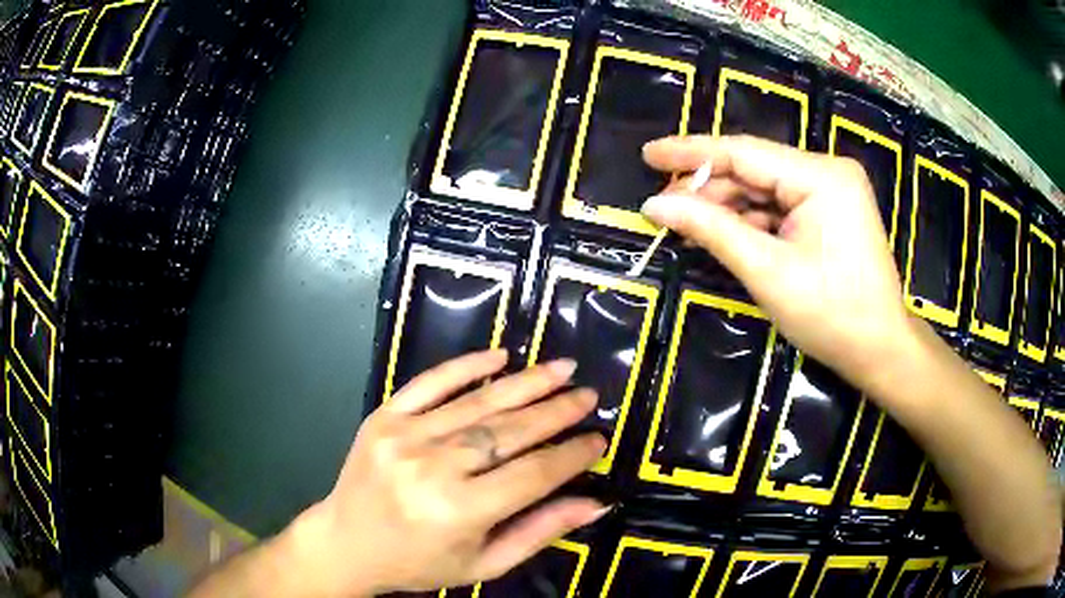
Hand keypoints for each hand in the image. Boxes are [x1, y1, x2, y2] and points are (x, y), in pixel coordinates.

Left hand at [288, 350, 606, 595]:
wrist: (347, 543)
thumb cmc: (418, 563)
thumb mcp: (484, 564)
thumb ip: (540, 532)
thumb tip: (596, 502)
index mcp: (458, 511)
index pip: (533, 474)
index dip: (572, 455)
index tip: (599, 439)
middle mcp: (432, 468)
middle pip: (509, 431)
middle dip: (556, 411)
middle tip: (588, 396)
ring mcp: (403, 436)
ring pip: (477, 403)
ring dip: (525, 383)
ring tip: (562, 369)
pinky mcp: (384, 417)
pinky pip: (429, 383)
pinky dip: (465, 366)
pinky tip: (499, 355)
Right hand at [641, 135, 912, 388]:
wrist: (880, 350)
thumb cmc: (831, 315)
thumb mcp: (767, 271)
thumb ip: (711, 229)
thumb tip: (655, 204)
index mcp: (821, 177)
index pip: (744, 152)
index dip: (691, 153)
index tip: (648, 154)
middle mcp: (827, 172)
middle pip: (754, 169)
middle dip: (708, 188)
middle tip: (663, 207)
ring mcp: (831, 192)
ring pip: (765, 190)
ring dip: (727, 208)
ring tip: (686, 225)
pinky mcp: (831, 212)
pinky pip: (780, 207)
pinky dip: (751, 221)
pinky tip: (722, 234)